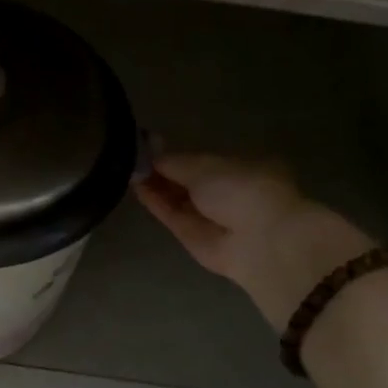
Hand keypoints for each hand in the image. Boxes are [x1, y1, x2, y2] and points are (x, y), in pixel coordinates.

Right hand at [134, 152, 308, 290]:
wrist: (259, 242)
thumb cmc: (241, 190)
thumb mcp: (205, 166)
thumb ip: (174, 161)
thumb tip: (150, 153)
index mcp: (244, 169)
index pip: (205, 161)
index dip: (179, 155)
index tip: (151, 146)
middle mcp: (229, 194)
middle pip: (189, 181)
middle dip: (164, 171)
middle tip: (133, 158)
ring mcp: (212, 219)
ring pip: (179, 199)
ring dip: (156, 186)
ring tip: (128, 169)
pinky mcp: (195, 240)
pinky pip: (173, 217)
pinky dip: (156, 203)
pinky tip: (136, 187)